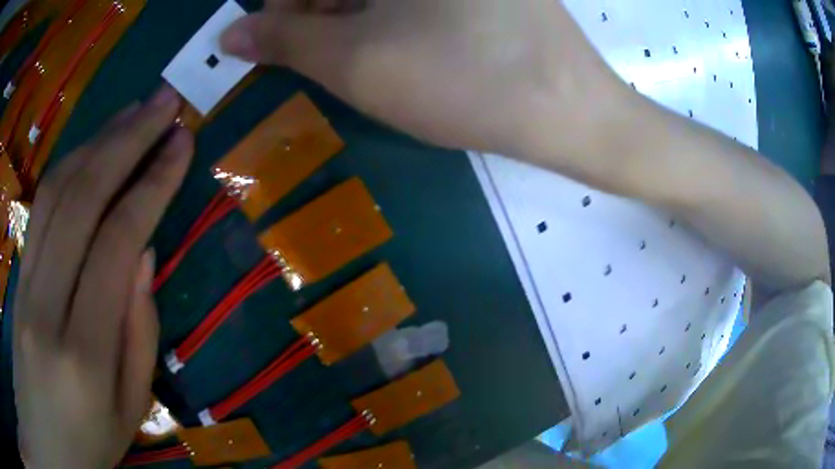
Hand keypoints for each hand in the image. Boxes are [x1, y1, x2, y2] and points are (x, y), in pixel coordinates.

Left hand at [13, 86, 192, 468]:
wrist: (47, 438)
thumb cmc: (88, 441)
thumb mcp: (129, 411)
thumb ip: (138, 336)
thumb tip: (144, 255)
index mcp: (83, 355)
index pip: (115, 245)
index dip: (151, 185)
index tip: (182, 143)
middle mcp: (45, 306)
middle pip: (81, 200)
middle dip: (127, 140)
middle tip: (165, 102)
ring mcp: (24, 285)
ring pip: (56, 192)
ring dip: (99, 140)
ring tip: (135, 110)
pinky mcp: (17, 273)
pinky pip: (41, 206)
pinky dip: (71, 164)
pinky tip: (94, 144)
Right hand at [221, 0, 623, 158]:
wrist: (568, 109)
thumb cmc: (461, 80)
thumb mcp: (355, 62)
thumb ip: (283, 41)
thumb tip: (229, 35)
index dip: (284, 8)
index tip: (287, 43)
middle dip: (321, 12)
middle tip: (333, 56)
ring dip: (355, 16)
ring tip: (373, 56)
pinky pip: (416, 1)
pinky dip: (393, 15)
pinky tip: (407, 44)